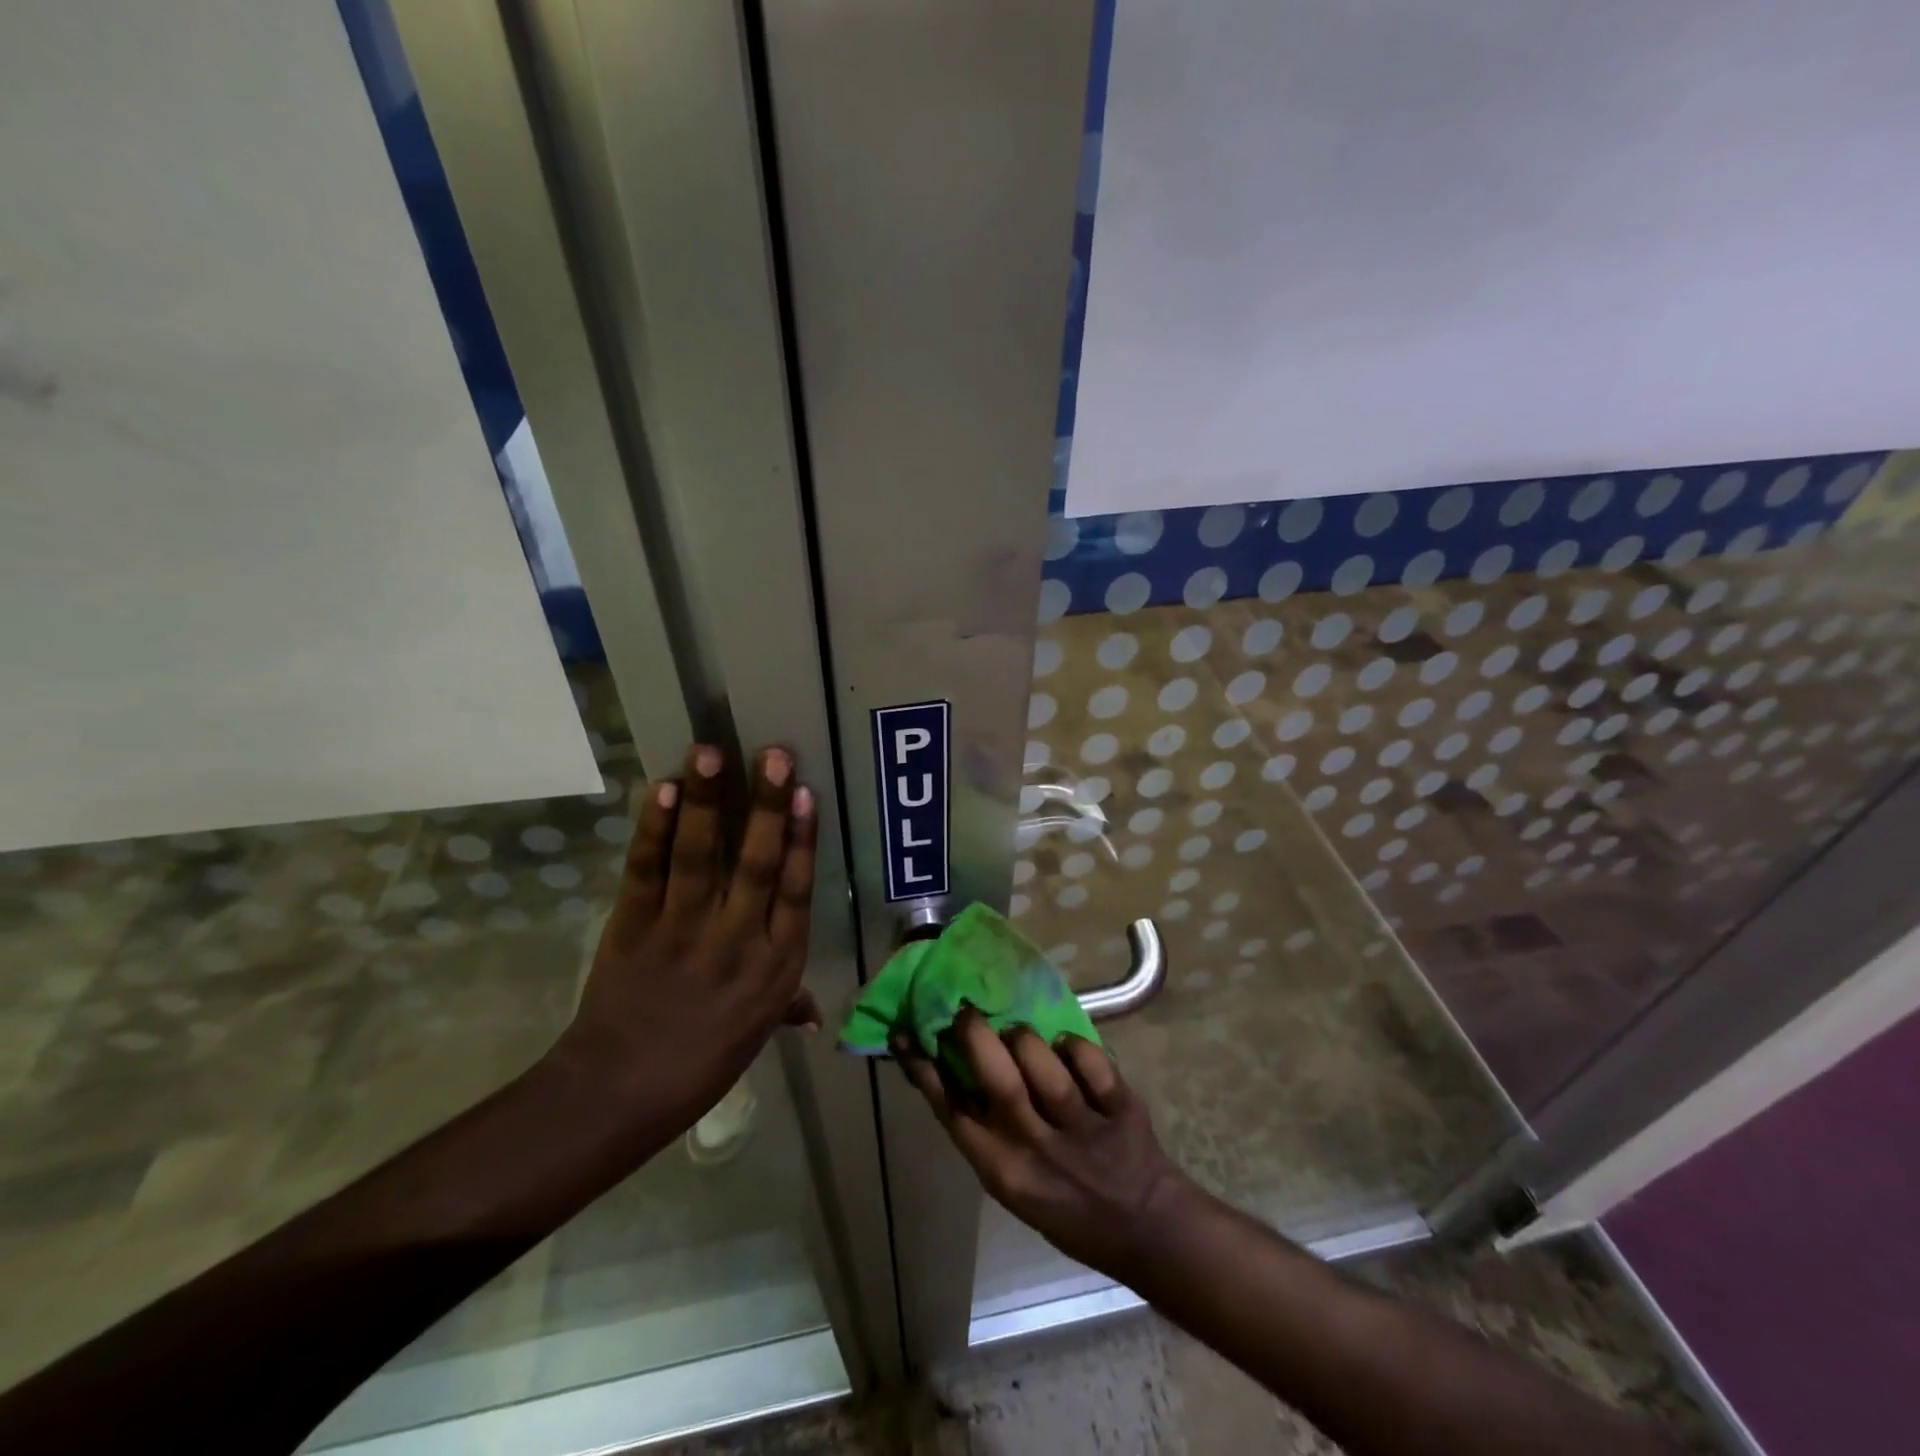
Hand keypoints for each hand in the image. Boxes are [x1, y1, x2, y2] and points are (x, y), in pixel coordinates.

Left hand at [555, 743, 820, 1135]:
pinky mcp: (634, 925)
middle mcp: (737, 939)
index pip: (796, 890)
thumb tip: (814, 1012)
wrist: (620, 1091)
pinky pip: (648, 869)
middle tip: (775, 755)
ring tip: (711, 753)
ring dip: (708, 802)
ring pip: (701, 857)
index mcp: (776, 965)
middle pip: (758, 863)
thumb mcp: (757, 1032)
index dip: (803, 839)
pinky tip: (665, 790)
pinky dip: (656, 829)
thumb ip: (787, 1006)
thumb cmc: (703, 1062)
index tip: (807, 793)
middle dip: (768, 806)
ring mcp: (683, 929)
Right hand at [897, 1011, 1193, 1281]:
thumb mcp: (1014, 1183)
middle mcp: (1036, 1148)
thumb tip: (952, 1067)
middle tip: (967, 1010)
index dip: (924, 1069)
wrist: (1145, 1229)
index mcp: (1003, 1170)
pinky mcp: (1121, 1110)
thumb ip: (986, 1131)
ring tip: (1020, 1034)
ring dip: (1026, 1038)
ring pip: (1042, 1062)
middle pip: (997, 1079)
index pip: (952, 1111)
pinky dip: (1076, 1048)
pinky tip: (1068, 1049)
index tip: (906, 1031)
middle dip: (976, 1035)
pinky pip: (1091, 1062)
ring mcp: (1081, 1129)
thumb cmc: (1067, 1206)